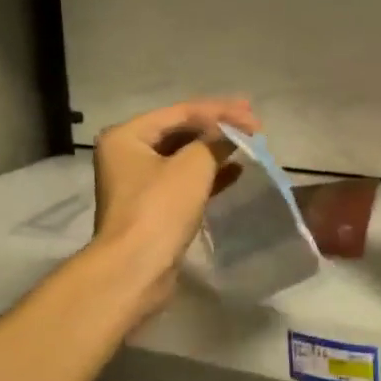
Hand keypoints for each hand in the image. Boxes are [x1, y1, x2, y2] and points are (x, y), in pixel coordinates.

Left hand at [91, 98, 257, 317]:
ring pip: (183, 157)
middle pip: (180, 132)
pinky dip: (209, 174)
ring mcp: (138, 183)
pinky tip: (236, 170)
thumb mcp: (193, 166)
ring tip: (249, 144)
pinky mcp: (152, 207)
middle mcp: (128, 154)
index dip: (220, 111)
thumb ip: (215, 141)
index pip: (180, 112)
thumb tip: (233, 133)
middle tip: (253, 123)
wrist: (136, 269)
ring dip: (215, 150)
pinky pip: (184, 180)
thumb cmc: (160, 209)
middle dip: (217, 128)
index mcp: (127, 135)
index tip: (253, 114)